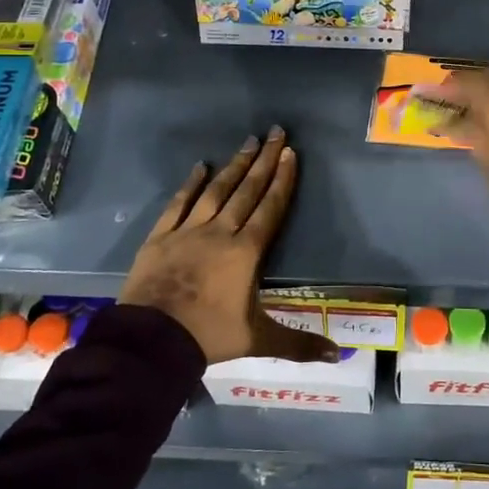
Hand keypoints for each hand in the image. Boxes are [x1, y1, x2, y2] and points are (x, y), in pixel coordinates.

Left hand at [119, 127, 338, 366]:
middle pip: (247, 190)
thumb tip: (337, 356)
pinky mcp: (160, 237)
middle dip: (264, 160)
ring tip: (247, 142)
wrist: (151, 340)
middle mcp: (220, 232)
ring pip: (216, 191)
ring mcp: (188, 231)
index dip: (282, 180)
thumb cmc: (209, 336)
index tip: (290, 153)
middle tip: (275, 132)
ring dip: (234, 166)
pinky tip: (200, 167)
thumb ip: (298, 344)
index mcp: (246, 252)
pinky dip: (190, 184)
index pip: (270, 208)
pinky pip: (179, 203)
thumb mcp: (258, 339)